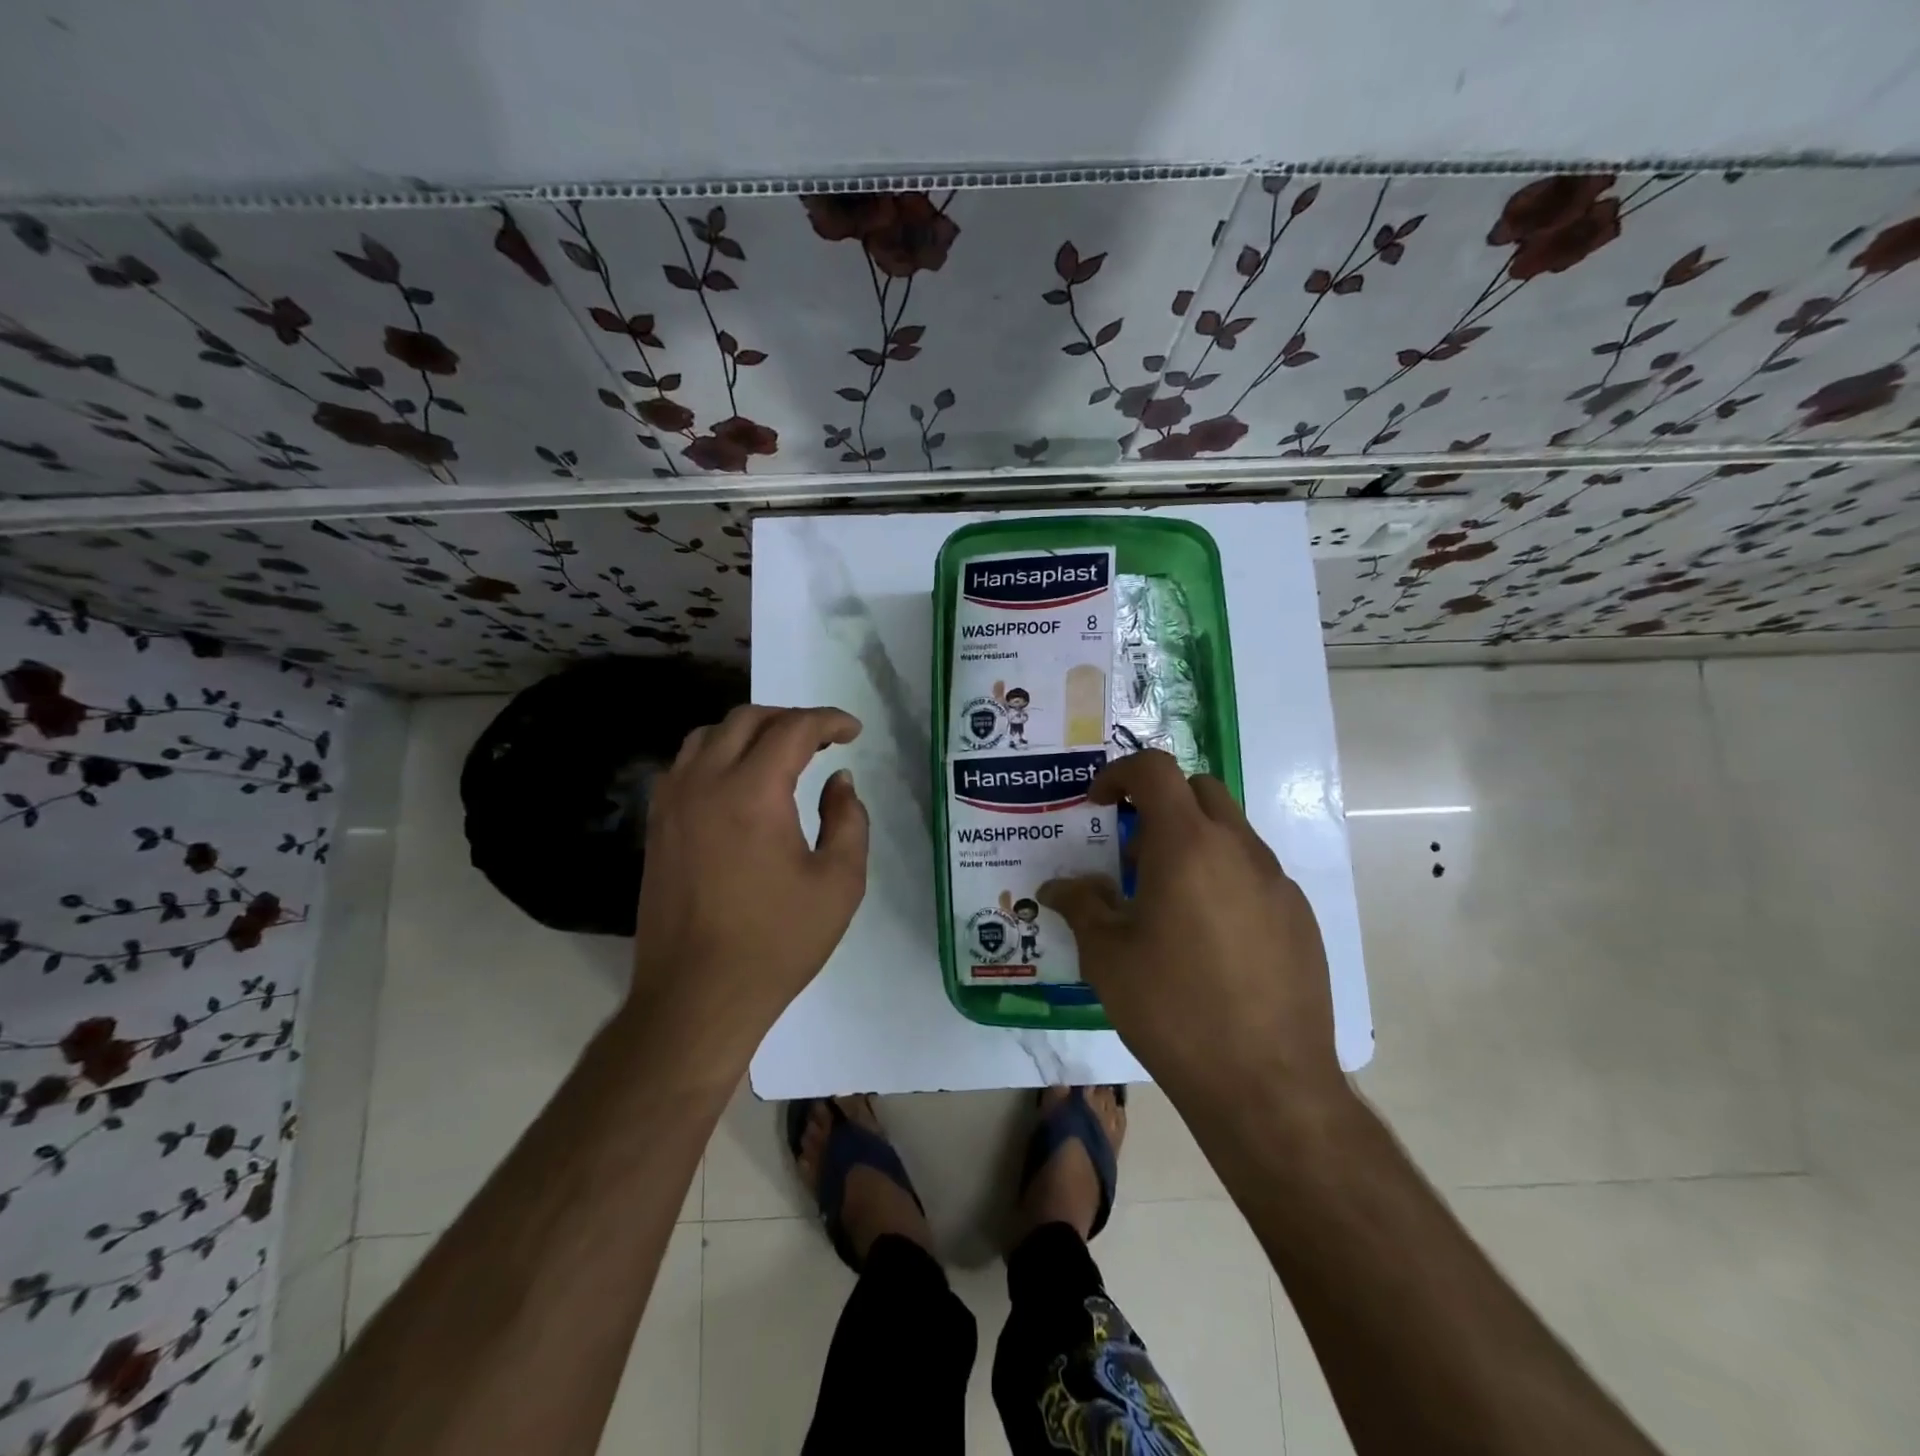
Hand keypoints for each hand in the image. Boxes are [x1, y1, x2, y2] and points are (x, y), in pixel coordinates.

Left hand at [626, 705, 868, 1054]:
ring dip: (749, 732)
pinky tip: (738, 782)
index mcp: (753, 792)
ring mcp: (672, 803)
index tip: (853, 731)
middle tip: (822, 740)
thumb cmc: (776, 942)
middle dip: (789, 719)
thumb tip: (839, 781)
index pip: (792, 729)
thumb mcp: (839, 883)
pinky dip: (717, 754)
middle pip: (746, 720)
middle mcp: (705, 783)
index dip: (828, 721)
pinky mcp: (657, 826)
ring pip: (708, 736)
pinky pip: (685, 765)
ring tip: (780, 754)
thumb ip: (848, 820)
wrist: (697, 996)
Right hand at [1039, 751, 1340, 1100]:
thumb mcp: (1107, 956)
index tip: (1099, 803)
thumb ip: (1081, 906)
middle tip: (1132, 851)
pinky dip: (1223, 878)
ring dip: (1193, 842)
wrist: (1267, 1084)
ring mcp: (1277, 882)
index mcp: (1187, 845)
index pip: (1155, 770)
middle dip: (1160, 803)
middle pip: (1199, 790)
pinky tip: (1208, 938)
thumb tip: (1057, 888)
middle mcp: (1238, 849)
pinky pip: (1254, 874)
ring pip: (1230, 832)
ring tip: (1166, 901)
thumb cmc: (1172, 1008)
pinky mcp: (1299, 917)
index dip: (1120, 773)